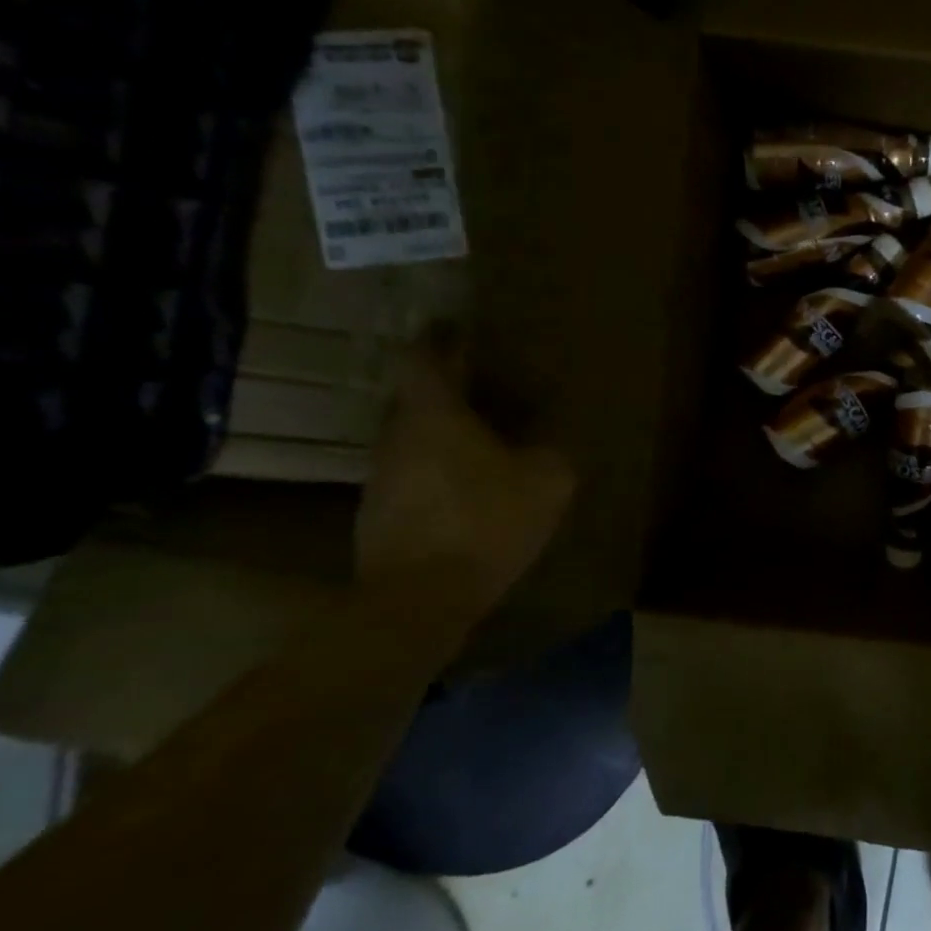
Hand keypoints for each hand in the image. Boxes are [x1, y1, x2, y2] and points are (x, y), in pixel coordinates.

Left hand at [356, 329, 574, 619]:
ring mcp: (382, 478)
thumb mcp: (547, 481)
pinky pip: (414, 478)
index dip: (440, 340)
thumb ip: (551, 452)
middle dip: (448, 391)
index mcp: (434, 414)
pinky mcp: (379, 516)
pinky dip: (438, 474)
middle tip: (485, 392)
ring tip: (483, 445)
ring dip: (443, 436)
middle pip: (417, 399)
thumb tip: (545, 447)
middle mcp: (398, 436)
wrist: (419, 600)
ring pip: (414, 440)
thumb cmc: (484, 522)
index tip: (456, 329)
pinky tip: (469, 494)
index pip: (424, 357)